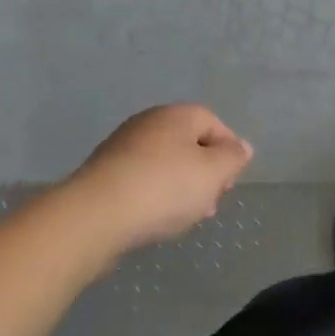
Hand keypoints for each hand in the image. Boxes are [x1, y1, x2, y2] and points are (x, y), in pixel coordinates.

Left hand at [63, 104, 252, 257]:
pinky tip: (154, 220)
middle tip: (209, 203)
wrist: (93, 217)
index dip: (228, 152)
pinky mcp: (101, 175)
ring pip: (164, 164)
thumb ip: (233, 158)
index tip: (229, 184)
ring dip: (179, 187)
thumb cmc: (163, 188)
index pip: (214, 124)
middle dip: (203, 173)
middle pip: (188, 144)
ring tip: (183, 218)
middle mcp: (149, 122)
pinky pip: (139, 180)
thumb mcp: (213, 173)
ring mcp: (121, 147)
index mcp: (178, 114)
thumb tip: (241, 148)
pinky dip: (152, 196)